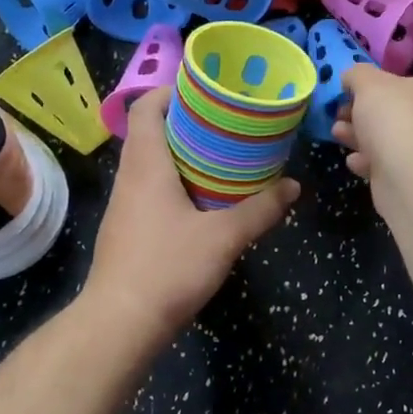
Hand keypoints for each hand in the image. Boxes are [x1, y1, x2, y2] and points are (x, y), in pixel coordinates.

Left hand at [83, 88, 299, 341]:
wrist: (119, 324)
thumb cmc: (167, 268)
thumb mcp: (224, 237)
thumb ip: (260, 209)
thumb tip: (293, 187)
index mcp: (145, 164)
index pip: (147, 108)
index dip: (171, 91)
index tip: (206, 89)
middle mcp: (130, 178)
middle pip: (151, 133)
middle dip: (187, 122)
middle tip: (228, 121)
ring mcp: (125, 206)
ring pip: (151, 164)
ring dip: (182, 154)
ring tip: (223, 156)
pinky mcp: (128, 230)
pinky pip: (151, 190)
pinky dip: (175, 183)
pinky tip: (205, 200)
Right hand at [331, 65, 412, 189]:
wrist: (411, 176)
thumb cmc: (397, 117)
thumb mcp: (370, 83)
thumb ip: (358, 75)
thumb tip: (351, 78)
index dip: (379, 88)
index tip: (352, 94)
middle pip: (401, 115)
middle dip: (364, 115)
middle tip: (340, 115)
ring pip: (394, 142)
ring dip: (362, 137)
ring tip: (338, 133)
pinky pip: (393, 167)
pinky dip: (372, 162)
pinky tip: (354, 162)